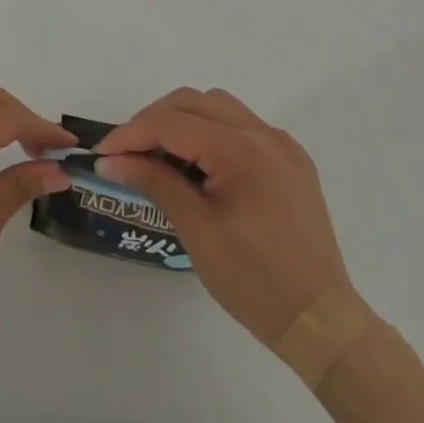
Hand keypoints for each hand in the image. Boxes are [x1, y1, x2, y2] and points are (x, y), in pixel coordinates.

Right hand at [96, 88, 360, 346]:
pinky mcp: (291, 161)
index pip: (171, 123)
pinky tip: (199, 166)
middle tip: (126, 154)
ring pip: (218, 107)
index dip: (130, 134)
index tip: (102, 155)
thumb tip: (111, 161)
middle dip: (153, 121)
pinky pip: (241, 127)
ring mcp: (281, 145)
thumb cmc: (254, 281)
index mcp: (241, 151)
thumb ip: (155, 182)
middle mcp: (263, 135)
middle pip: (193, 101)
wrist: (322, 321)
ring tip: (160, 157)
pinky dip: (211, 133)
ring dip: (182, 121)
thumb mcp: (197, 231)